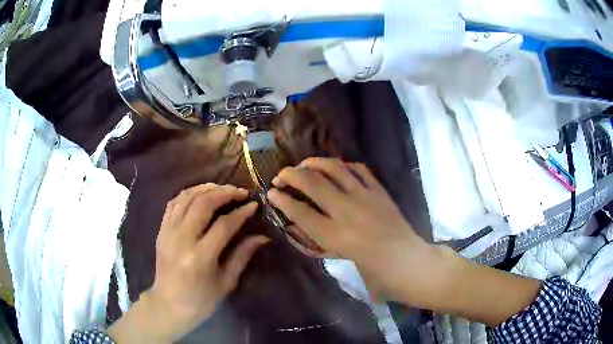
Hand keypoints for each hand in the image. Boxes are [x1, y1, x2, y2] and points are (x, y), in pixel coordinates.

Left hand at [108, 184, 268, 341]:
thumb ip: (242, 256)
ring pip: (187, 198)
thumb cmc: (201, 299)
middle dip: (225, 193)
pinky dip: (188, 193)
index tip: (254, 205)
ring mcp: (168, 232)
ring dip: (207, 188)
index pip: (224, 225)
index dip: (241, 212)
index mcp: (201, 257)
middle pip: (203, 203)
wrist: (169, 304)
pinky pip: (173, 203)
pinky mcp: (161, 230)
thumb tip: (262, 237)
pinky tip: (200, 193)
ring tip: (223, 188)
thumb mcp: (226, 282)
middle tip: (240, 192)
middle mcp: (182, 239)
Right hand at [267, 158, 427, 298]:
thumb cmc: (370, 266)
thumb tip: (296, 220)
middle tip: (280, 175)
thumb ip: (314, 237)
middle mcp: (346, 211)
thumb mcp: (336, 256)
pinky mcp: (379, 190)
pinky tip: (335, 167)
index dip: (281, 200)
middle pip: (312, 183)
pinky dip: (343, 165)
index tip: (271, 193)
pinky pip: (358, 169)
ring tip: (303, 164)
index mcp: (334, 235)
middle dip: (290, 175)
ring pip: (334, 168)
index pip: (299, 211)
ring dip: (314, 162)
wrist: (404, 259)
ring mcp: (365, 197)